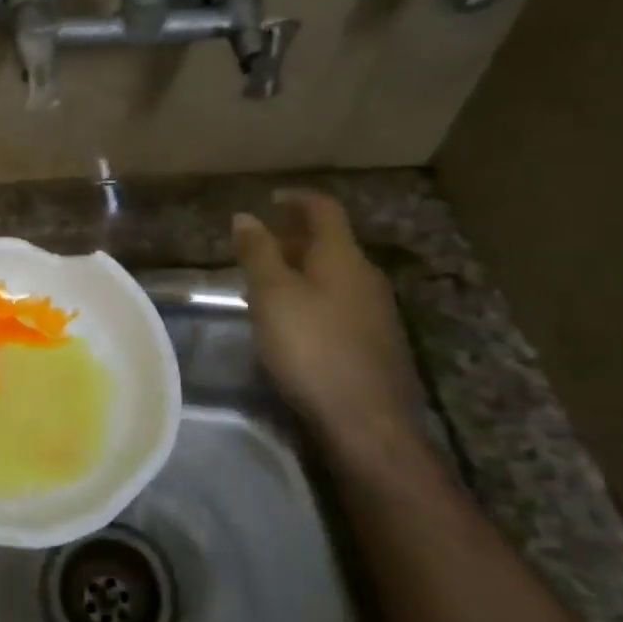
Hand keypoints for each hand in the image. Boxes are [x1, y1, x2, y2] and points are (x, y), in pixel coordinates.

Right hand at [233, 194, 423, 463]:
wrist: (367, 422)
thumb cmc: (312, 348)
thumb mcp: (272, 295)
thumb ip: (259, 253)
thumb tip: (246, 216)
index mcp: (342, 257)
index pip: (324, 210)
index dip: (297, 199)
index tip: (271, 199)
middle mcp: (366, 277)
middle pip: (330, 243)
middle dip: (294, 238)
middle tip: (259, 246)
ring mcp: (376, 311)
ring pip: (334, 275)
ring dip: (302, 270)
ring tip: (267, 284)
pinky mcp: (376, 343)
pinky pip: (340, 303)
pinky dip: (313, 297)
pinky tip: (293, 322)